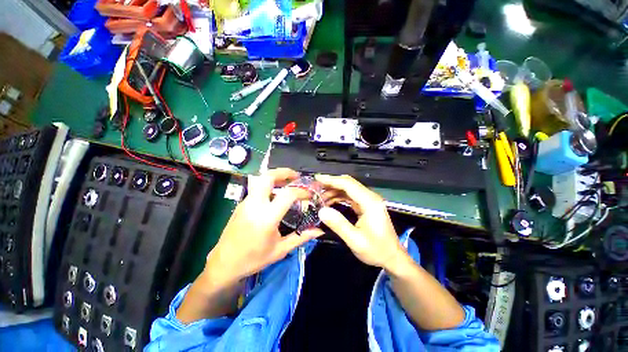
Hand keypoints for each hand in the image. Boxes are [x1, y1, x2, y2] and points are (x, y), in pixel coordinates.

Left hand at [205, 169, 322, 286]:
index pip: (288, 194)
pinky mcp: (242, 204)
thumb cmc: (253, 259)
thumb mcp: (280, 250)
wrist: (224, 264)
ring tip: (288, 181)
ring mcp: (246, 202)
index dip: (302, 191)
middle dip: (284, 172)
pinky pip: (257, 188)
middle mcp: (255, 205)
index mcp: (267, 217)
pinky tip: (276, 194)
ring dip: (276, 177)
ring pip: (261, 180)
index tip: (309, 194)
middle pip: (268, 177)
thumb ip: (301, 237)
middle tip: (296, 175)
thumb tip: (319, 231)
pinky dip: (269, 185)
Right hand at [315, 175, 407, 270]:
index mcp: (369, 202)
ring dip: (333, 190)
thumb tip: (321, 210)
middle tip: (315, 187)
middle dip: (331, 183)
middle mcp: (370, 197)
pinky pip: (350, 196)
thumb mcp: (355, 241)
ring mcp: (368, 200)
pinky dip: (338, 196)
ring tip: (319, 197)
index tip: (317, 179)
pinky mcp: (366, 205)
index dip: (331, 180)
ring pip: (348, 189)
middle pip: (348, 183)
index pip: (348, 184)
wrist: (392, 257)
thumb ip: (339, 225)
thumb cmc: (376, 250)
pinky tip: (329, 202)